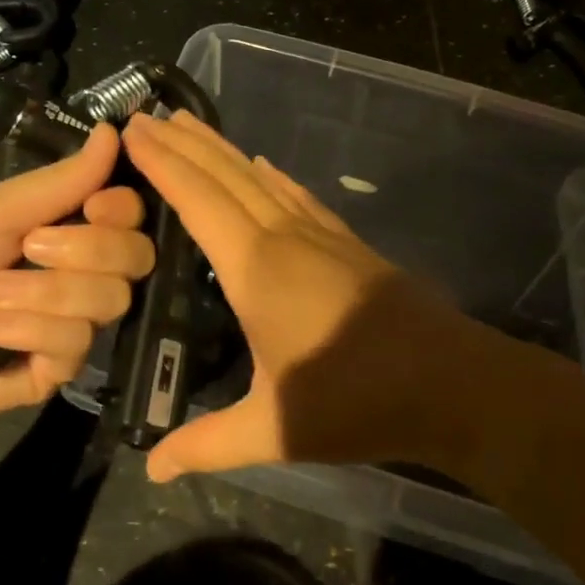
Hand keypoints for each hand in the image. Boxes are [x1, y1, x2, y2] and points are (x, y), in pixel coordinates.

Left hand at [0, 123, 154, 424]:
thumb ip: (63, 179)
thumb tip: (116, 130)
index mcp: (70, 229)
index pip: (133, 217)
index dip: (122, 212)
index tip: (93, 208)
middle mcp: (83, 274)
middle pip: (134, 259)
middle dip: (79, 253)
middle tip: (26, 249)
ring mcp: (74, 323)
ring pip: (108, 303)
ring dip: (40, 295)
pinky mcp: (59, 370)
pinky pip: (75, 346)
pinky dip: (26, 333)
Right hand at [121, 111, 519, 482]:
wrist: (452, 385)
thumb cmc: (356, 402)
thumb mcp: (273, 429)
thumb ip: (208, 444)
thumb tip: (152, 469)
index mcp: (256, 269)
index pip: (197, 200)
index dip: (162, 163)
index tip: (133, 130)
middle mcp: (284, 238)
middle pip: (225, 176)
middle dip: (184, 144)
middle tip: (148, 115)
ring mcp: (321, 236)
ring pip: (260, 179)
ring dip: (222, 150)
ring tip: (191, 124)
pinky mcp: (348, 245)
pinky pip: (298, 196)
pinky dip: (271, 176)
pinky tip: (263, 165)